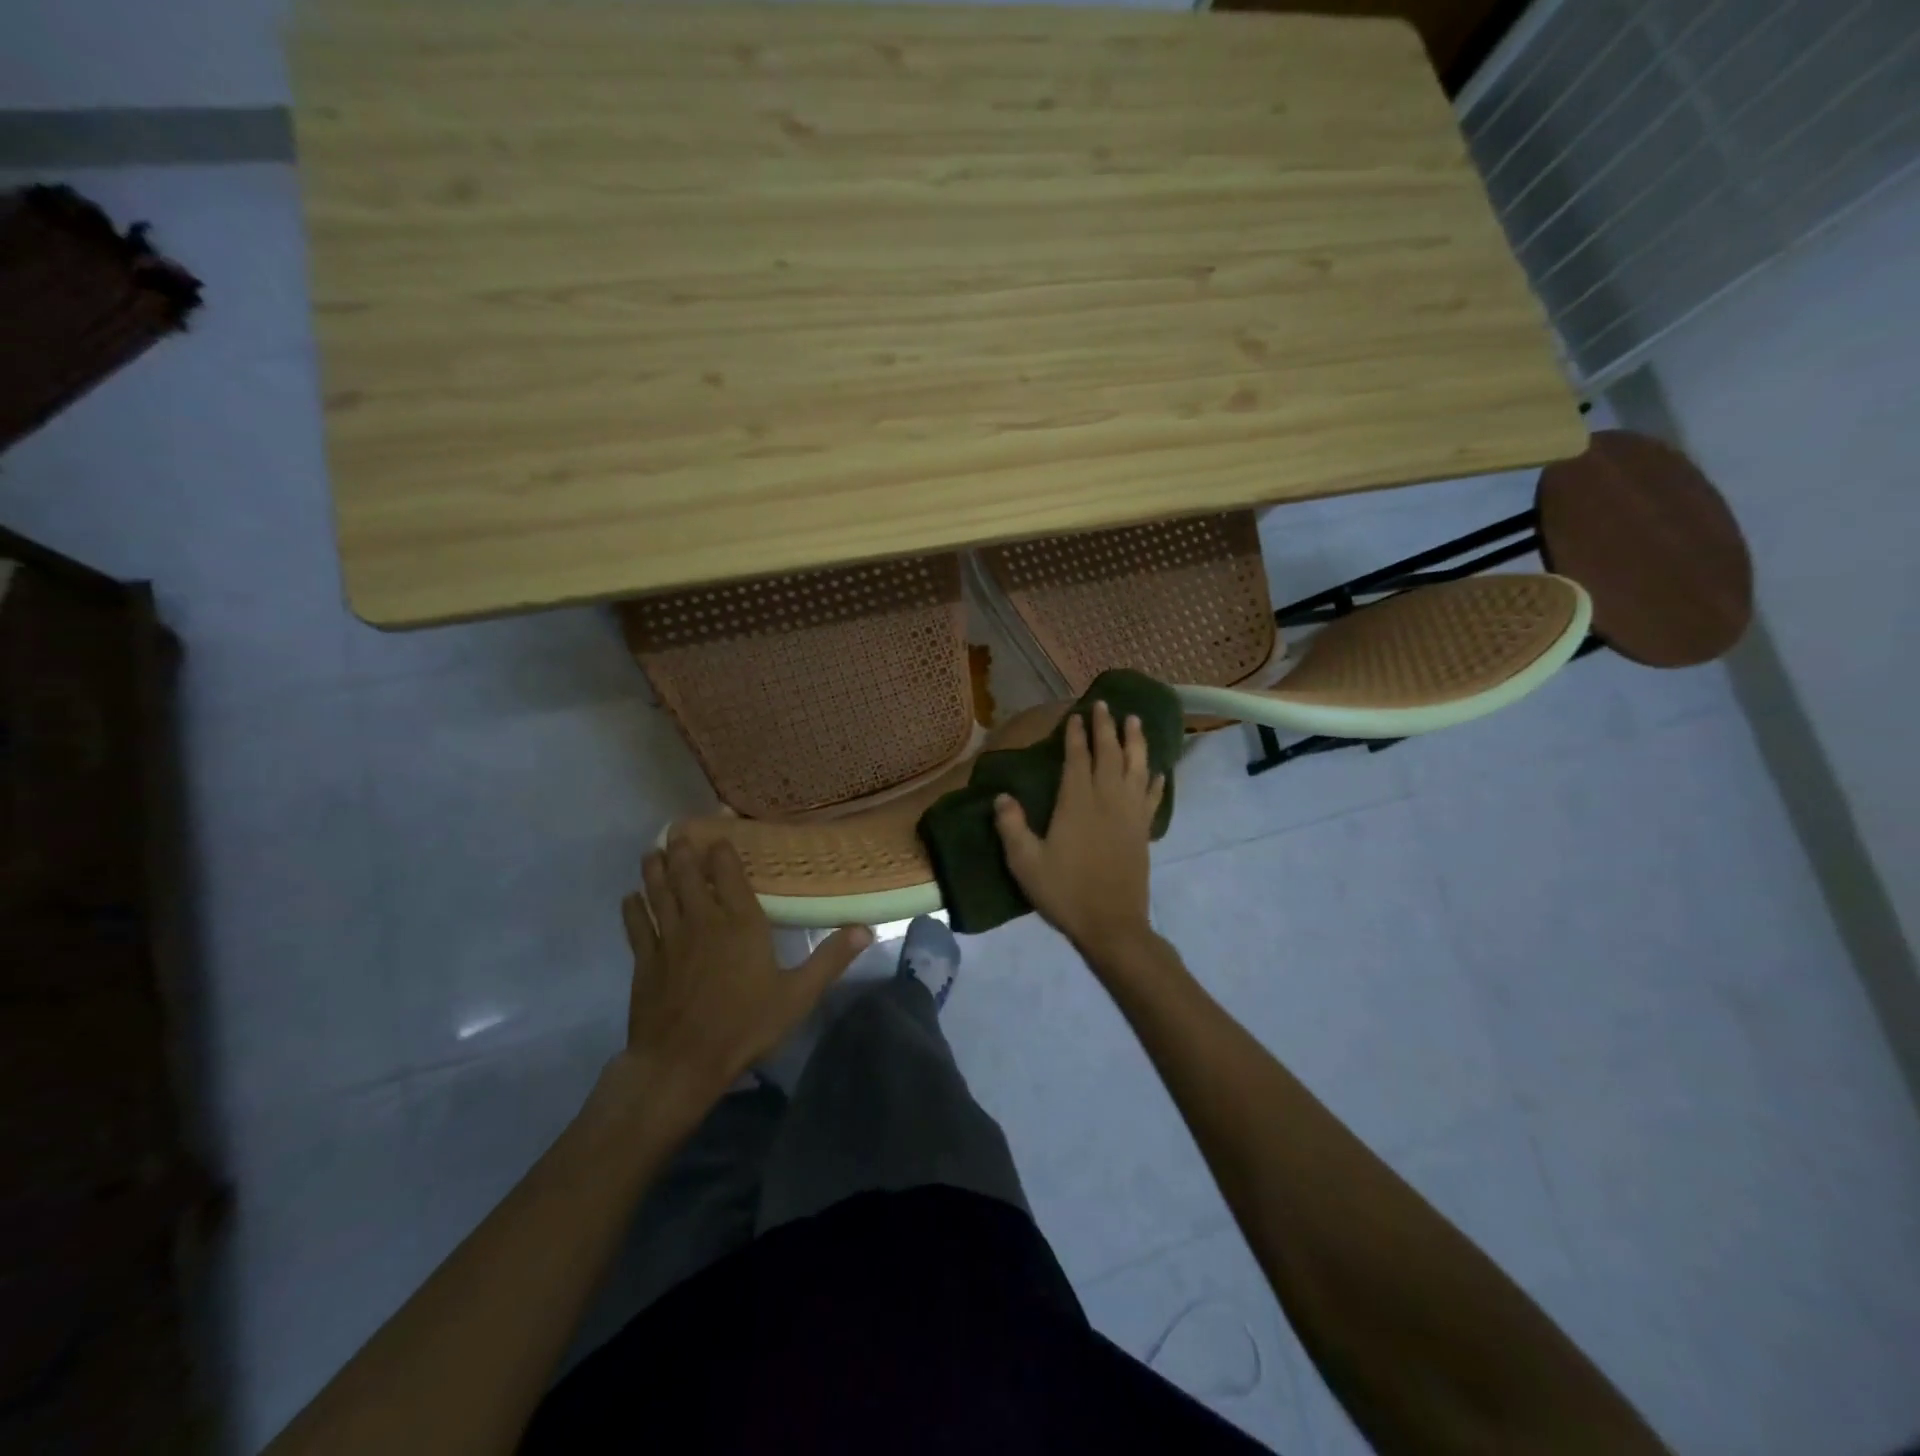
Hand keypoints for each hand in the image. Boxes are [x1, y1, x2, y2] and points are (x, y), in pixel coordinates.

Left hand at [615, 838, 870, 1113]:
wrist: (682, 1062)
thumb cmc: (744, 1026)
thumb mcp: (797, 995)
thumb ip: (829, 960)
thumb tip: (865, 929)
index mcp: (741, 923)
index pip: (730, 875)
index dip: (722, 851)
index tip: (719, 832)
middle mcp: (703, 921)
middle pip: (690, 876)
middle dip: (684, 851)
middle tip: (678, 830)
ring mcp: (669, 939)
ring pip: (660, 894)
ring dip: (656, 870)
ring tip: (652, 851)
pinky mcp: (645, 961)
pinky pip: (637, 926)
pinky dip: (632, 909)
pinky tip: (629, 897)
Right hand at [993, 700, 1164, 960]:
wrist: (1111, 924)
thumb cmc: (1065, 892)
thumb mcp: (1026, 863)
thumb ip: (1011, 827)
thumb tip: (1002, 796)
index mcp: (1077, 803)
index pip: (1078, 759)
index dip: (1077, 735)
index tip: (1077, 714)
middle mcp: (1108, 800)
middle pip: (1109, 754)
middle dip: (1106, 727)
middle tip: (1105, 704)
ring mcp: (1130, 814)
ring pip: (1137, 768)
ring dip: (1136, 742)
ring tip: (1135, 720)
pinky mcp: (1144, 831)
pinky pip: (1153, 798)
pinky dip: (1156, 781)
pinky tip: (1158, 771)